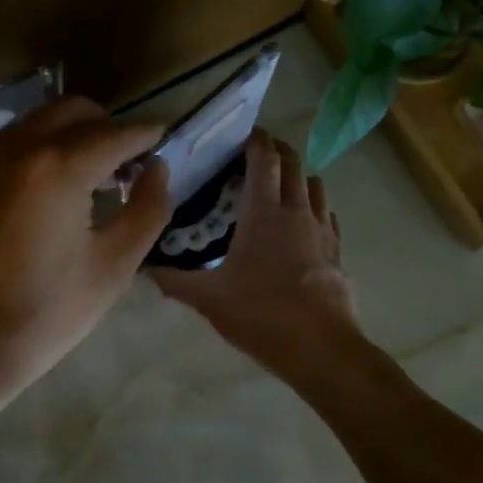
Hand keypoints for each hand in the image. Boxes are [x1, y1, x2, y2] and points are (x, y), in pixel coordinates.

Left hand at [0, 96, 172, 396]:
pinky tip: (46, 192)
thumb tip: (157, 169)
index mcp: (59, 168)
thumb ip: (147, 209)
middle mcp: (17, 149)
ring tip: (88, 176)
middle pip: (71, 111)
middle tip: (126, 161)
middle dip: (105, 125)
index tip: (162, 137)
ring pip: (36, 124)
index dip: (144, 134)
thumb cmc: (46, 312)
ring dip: (69, 135)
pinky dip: (37, 152)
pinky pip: (8, 147)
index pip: (113, 134)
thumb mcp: (113, 266)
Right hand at [150, 130, 360, 378]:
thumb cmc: (260, 314)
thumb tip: (144, 267)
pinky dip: (314, 206)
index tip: (241, 134)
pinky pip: (327, 214)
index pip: (265, 158)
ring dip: (298, 176)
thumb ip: (174, 280)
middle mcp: (297, 211)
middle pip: (294, 163)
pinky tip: (302, 224)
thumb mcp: (208, 299)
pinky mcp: (338, 251)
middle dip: (277, 150)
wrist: (320, 348)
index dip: (255, 140)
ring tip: (278, 186)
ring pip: (315, 185)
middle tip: (256, 154)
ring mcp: (323, 230)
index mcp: (264, 212)